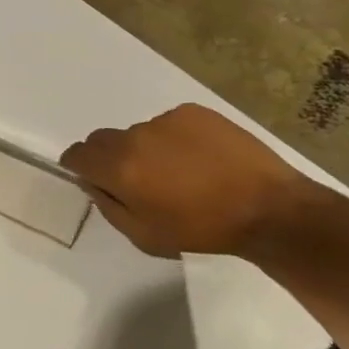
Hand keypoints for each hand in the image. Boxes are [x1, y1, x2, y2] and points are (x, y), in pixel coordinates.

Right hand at [60, 103, 325, 258]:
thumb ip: (109, 206)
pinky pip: (169, 124)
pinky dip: (175, 139)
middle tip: (139, 180)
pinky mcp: (192, 112)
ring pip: (138, 133)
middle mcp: (134, 137)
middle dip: (110, 158)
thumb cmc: (204, 230)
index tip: (94, 179)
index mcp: (118, 168)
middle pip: (102, 140)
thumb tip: (93, 183)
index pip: (76, 154)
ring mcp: (164, 121)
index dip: (79, 166)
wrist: (271, 210)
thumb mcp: (145, 236)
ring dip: (146, 149)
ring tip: (181, 172)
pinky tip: (202, 159)